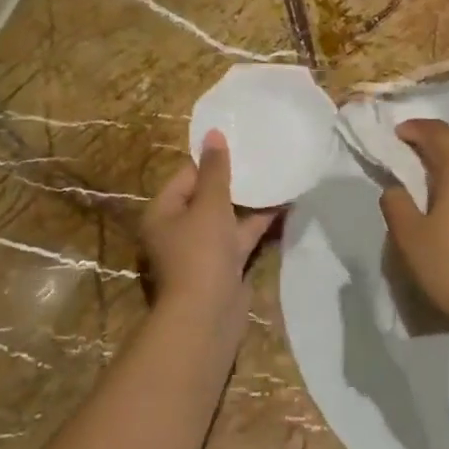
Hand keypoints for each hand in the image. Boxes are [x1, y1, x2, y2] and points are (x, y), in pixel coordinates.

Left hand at [141, 132, 277, 337]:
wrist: (208, 314)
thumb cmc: (201, 253)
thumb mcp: (209, 205)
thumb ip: (216, 170)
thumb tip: (214, 134)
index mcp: (164, 212)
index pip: (187, 176)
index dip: (212, 160)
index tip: (240, 144)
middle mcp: (179, 229)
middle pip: (207, 196)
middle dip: (234, 180)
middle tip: (261, 157)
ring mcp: (203, 249)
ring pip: (228, 217)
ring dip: (250, 201)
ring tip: (277, 174)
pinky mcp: (225, 264)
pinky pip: (242, 235)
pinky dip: (259, 222)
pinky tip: (284, 204)